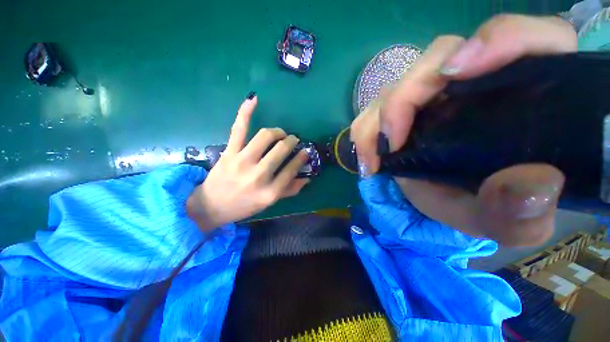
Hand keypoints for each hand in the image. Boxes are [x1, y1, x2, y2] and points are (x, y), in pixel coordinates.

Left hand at [187, 94, 309, 230]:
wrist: (212, 206)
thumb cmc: (244, 206)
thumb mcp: (270, 203)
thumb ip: (290, 190)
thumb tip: (308, 178)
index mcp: (270, 192)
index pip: (292, 169)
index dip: (301, 157)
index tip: (305, 151)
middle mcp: (258, 176)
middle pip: (281, 150)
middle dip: (291, 141)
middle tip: (293, 140)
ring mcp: (242, 162)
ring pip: (265, 136)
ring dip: (277, 132)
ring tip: (280, 134)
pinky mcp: (229, 153)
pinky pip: (239, 129)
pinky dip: (245, 112)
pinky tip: (254, 99)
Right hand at [351, 15, 576, 245]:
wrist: (457, 206)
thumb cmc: (492, 209)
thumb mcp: (513, 220)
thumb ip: (526, 210)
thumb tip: (531, 185)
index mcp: (527, 92)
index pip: (524, 37)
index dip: (495, 40)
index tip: (456, 73)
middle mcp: (477, 81)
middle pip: (440, 57)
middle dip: (406, 96)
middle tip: (390, 144)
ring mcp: (434, 95)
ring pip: (399, 83)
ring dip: (378, 118)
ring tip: (373, 158)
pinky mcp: (405, 112)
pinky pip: (376, 107)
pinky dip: (366, 129)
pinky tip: (368, 156)